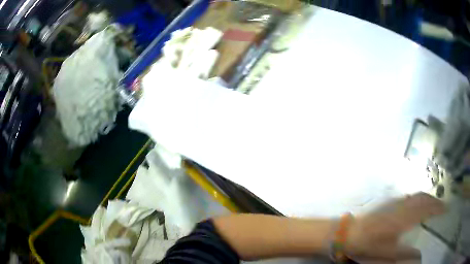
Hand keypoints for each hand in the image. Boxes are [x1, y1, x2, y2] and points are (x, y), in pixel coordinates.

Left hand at [345, 192, 444, 262]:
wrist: (349, 233)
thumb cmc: (368, 245)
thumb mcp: (387, 254)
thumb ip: (405, 255)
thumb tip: (419, 256)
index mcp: (404, 219)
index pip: (426, 209)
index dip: (438, 207)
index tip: (446, 208)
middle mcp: (402, 206)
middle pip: (423, 198)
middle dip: (434, 200)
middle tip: (441, 206)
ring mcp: (395, 202)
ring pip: (416, 195)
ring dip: (427, 197)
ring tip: (433, 203)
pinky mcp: (389, 202)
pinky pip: (408, 196)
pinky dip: (418, 198)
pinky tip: (418, 203)